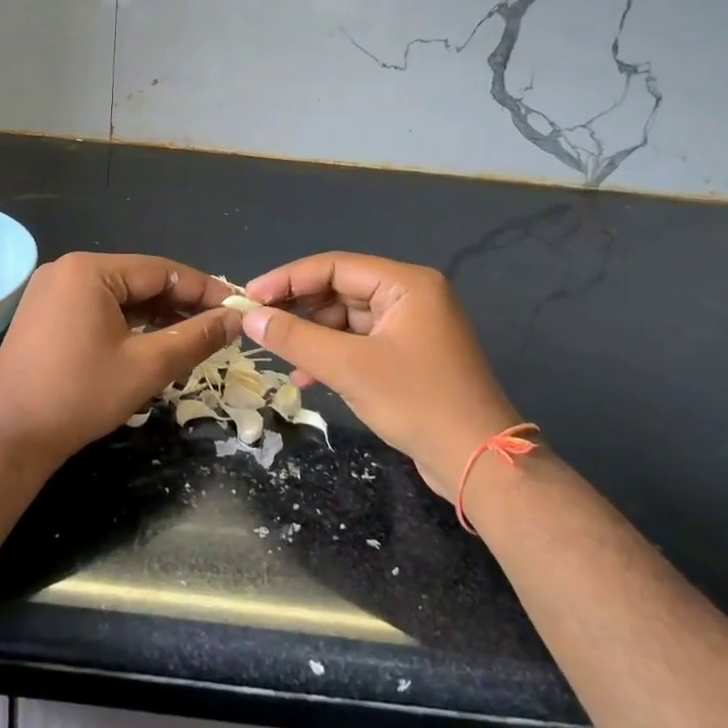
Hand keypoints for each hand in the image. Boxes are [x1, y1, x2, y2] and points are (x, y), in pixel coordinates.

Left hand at [0, 253, 239, 462]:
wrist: (9, 437)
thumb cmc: (81, 396)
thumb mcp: (148, 365)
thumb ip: (197, 337)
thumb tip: (237, 319)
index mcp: (89, 270)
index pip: (161, 271)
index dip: (203, 289)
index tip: (236, 307)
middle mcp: (66, 269)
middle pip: (138, 280)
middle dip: (179, 304)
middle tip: (217, 326)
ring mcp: (50, 291)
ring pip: (118, 295)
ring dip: (154, 315)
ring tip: (191, 337)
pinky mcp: (43, 314)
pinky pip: (96, 308)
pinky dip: (125, 323)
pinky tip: (150, 342)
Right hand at [241, 253, 523, 497]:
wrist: (477, 461)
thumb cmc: (416, 401)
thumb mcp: (349, 367)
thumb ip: (296, 337)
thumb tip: (249, 317)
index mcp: (405, 284)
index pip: (334, 266)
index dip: (288, 279)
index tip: (249, 296)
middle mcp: (410, 296)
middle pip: (339, 291)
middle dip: (299, 309)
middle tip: (257, 323)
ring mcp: (410, 327)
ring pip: (346, 320)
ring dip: (311, 337)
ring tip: (277, 356)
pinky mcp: (407, 355)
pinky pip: (359, 343)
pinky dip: (331, 356)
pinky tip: (305, 378)